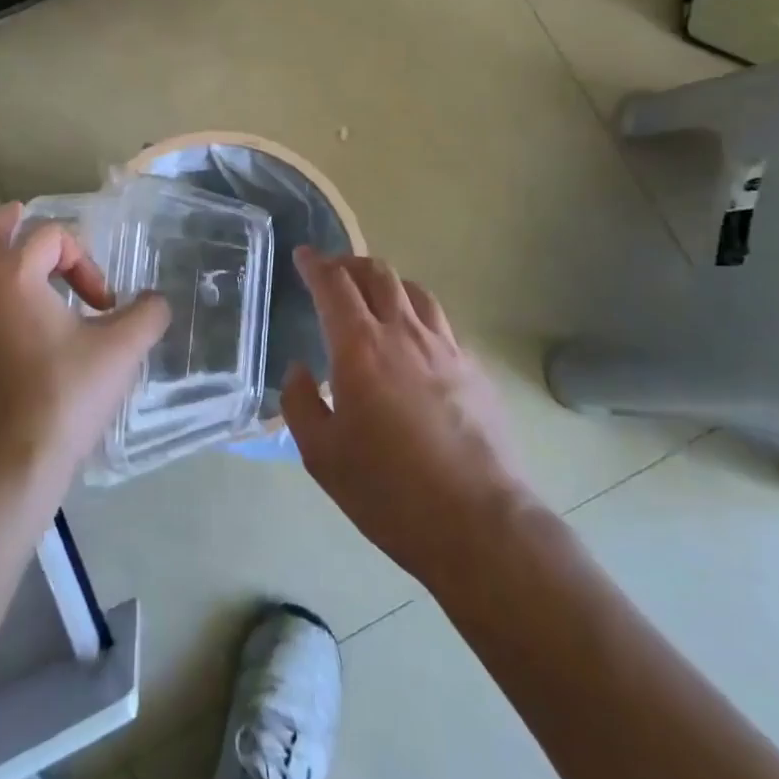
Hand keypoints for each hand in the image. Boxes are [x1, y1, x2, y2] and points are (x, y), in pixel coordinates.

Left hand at [0, 204, 170, 508]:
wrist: (6, 469)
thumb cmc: (63, 398)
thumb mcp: (120, 352)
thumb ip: (146, 316)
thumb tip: (156, 303)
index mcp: (11, 277)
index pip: (49, 237)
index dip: (85, 261)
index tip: (105, 305)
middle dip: (3, 225)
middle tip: (22, 220)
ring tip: (20, 267)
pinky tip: (15, 322)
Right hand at [281, 248, 542, 590]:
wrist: (479, 523)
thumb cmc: (388, 491)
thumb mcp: (321, 455)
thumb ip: (300, 403)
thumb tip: (299, 371)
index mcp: (360, 348)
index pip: (334, 285)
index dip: (316, 264)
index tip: (304, 255)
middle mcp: (404, 334)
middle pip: (378, 275)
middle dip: (350, 264)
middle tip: (334, 271)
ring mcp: (446, 349)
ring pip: (415, 292)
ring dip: (388, 284)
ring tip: (375, 296)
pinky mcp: (475, 370)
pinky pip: (441, 326)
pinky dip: (418, 318)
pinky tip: (415, 345)